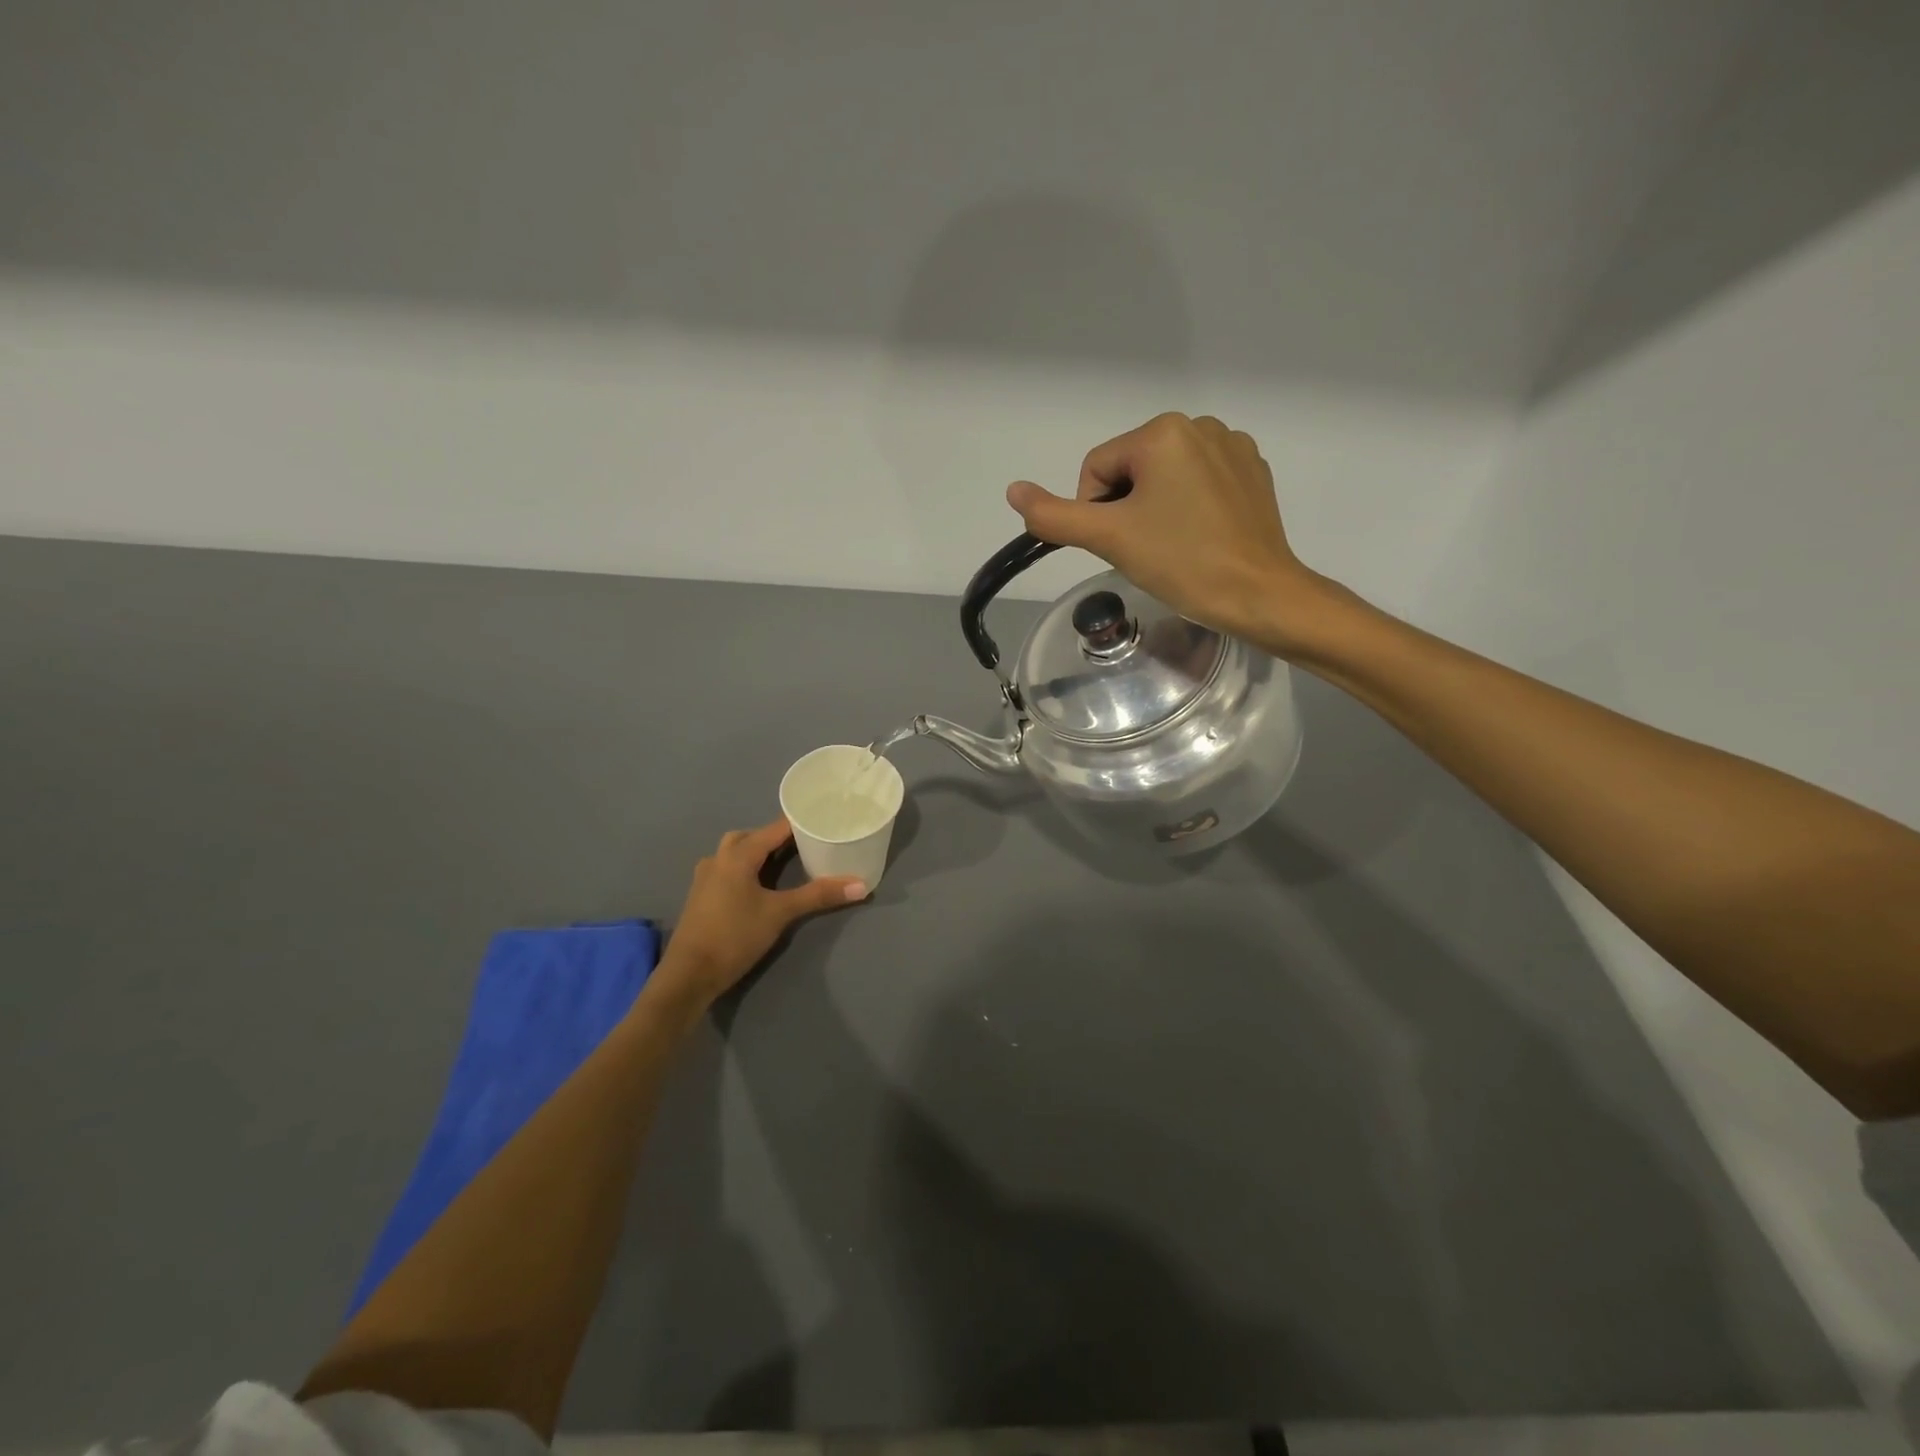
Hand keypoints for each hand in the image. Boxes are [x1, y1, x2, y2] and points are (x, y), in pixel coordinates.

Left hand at [653, 818, 867, 1010]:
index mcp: (738, 854)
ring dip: (758, 852)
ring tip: (784, 863)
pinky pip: (727, 868)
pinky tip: (759, 885)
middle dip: (777, 837)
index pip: (775, 828)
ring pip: (736, 852)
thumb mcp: (780, 914)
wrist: (689, 974)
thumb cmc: (734, 936)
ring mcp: (706, 876)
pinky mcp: (701, 895)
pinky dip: (746, 868)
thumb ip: (818, 896)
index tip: (823, 820)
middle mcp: (719, 857)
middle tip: (805, 844)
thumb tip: (860, 885)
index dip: (799, 823)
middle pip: (752, 836)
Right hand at [1007, 413, 1341, 656]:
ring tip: (1176, 545)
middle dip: (1127, 509)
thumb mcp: (1109, 538)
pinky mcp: (1253, 472)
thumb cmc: (1182, 562)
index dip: (1096, 513)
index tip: (1121, 545)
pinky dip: (1190, 507)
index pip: (1097, 470)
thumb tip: (1013, 490)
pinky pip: (1199, 483)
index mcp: (1162, 432)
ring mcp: (1233, 447)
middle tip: (1147, 549)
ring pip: (1164, 478)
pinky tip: (1201, 536)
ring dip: (1156, 509)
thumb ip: (1054, 515)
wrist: (1259, 595)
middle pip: (1130, 471)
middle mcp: (1200, 425)